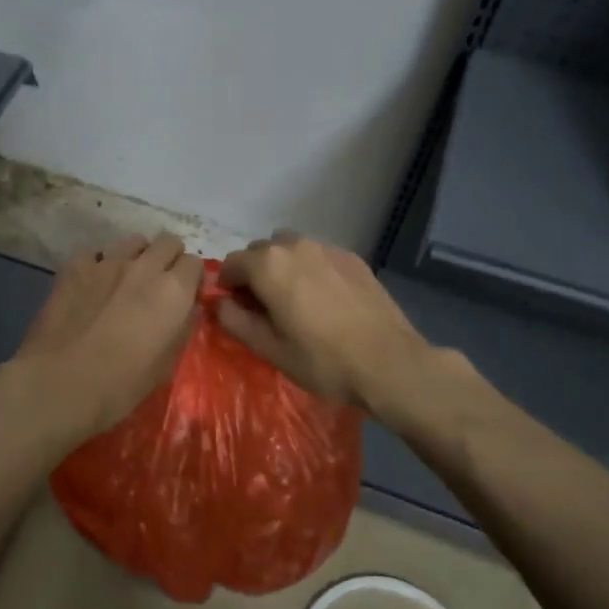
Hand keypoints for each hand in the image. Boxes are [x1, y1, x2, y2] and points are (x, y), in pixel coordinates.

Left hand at [11, 232, 203, 446]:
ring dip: (137, 255)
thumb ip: (181, 328)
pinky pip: (95, 252)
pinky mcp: (75, 266)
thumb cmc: (121, 384)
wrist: (60, 383)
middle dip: (169, 258)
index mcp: (173, 291)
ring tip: (126, 279)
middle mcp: (145, 267)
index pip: (195, 263)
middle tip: (160, 283)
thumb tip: (187, 309)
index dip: (192, 278)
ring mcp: (107, 262)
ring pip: (133, 241)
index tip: (185, 295)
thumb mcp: (166, 365)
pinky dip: (99, 262)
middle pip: (168, 241)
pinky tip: (92, 282)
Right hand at [217, 231, 443, 415]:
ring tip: (294, 299)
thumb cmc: (323, 361)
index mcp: (268, 266)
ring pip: (291, 248)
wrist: (389, 362)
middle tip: (262, 306)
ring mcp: (328, 248)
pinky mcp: (353, 258)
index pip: (232, 263)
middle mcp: (295, 246)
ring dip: (283, 266)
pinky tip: (324, 299)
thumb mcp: (270, 349)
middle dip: (254, 273)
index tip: (234, 307)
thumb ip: (236, 321)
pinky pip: (319, 255)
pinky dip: (310, 269)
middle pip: (261, 251)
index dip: (227, 285)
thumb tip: (219, 303)